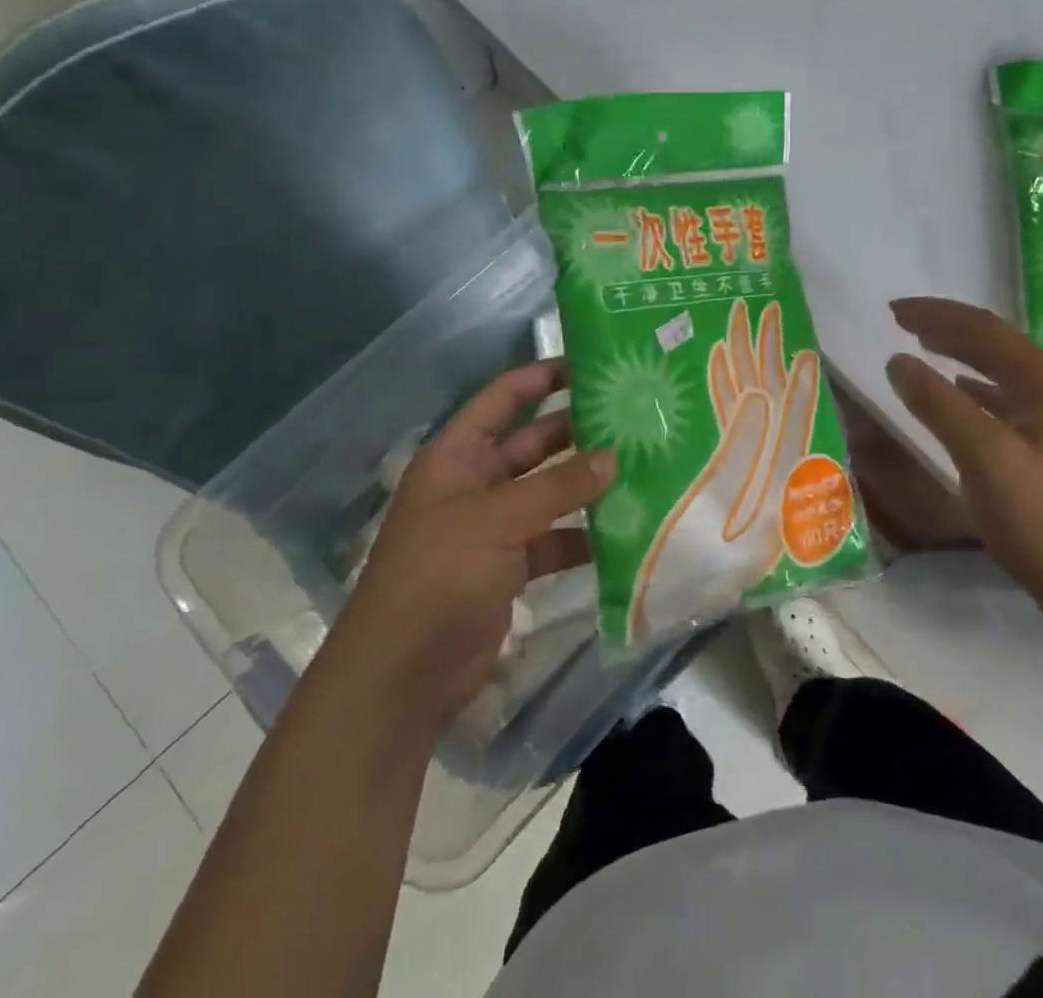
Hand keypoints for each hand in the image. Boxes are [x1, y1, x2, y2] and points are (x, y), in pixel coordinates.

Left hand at [328, 361, 615, 744]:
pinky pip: (554, 539)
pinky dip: (583, 537)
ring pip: (549, 493)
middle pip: (533, 444)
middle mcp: (476, 483)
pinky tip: (625, 532)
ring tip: (642, 468)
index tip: (592, 366)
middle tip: (633, 418)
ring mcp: (494, 527)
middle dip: (578, 431)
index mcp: (458, 456)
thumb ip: (557, 488)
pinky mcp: (510, 567)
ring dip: (587, 485)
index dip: (543, 377)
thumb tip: (614, 457)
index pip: (504, 399)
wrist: (400, 677)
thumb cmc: (437, 578)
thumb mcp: (496, 521)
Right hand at [886, 297, 1042, 633]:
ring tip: (920, 345)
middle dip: (945, 327)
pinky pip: (1002, 398)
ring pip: (998, 369)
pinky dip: (971, 386)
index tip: (892, 311)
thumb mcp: (984, 456)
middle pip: (994, 342)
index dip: (935, 314)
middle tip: (899, 321)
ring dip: (957, 352)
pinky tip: (955, 390)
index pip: (984, 329)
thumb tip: (898, 362)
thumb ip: (939, 404)